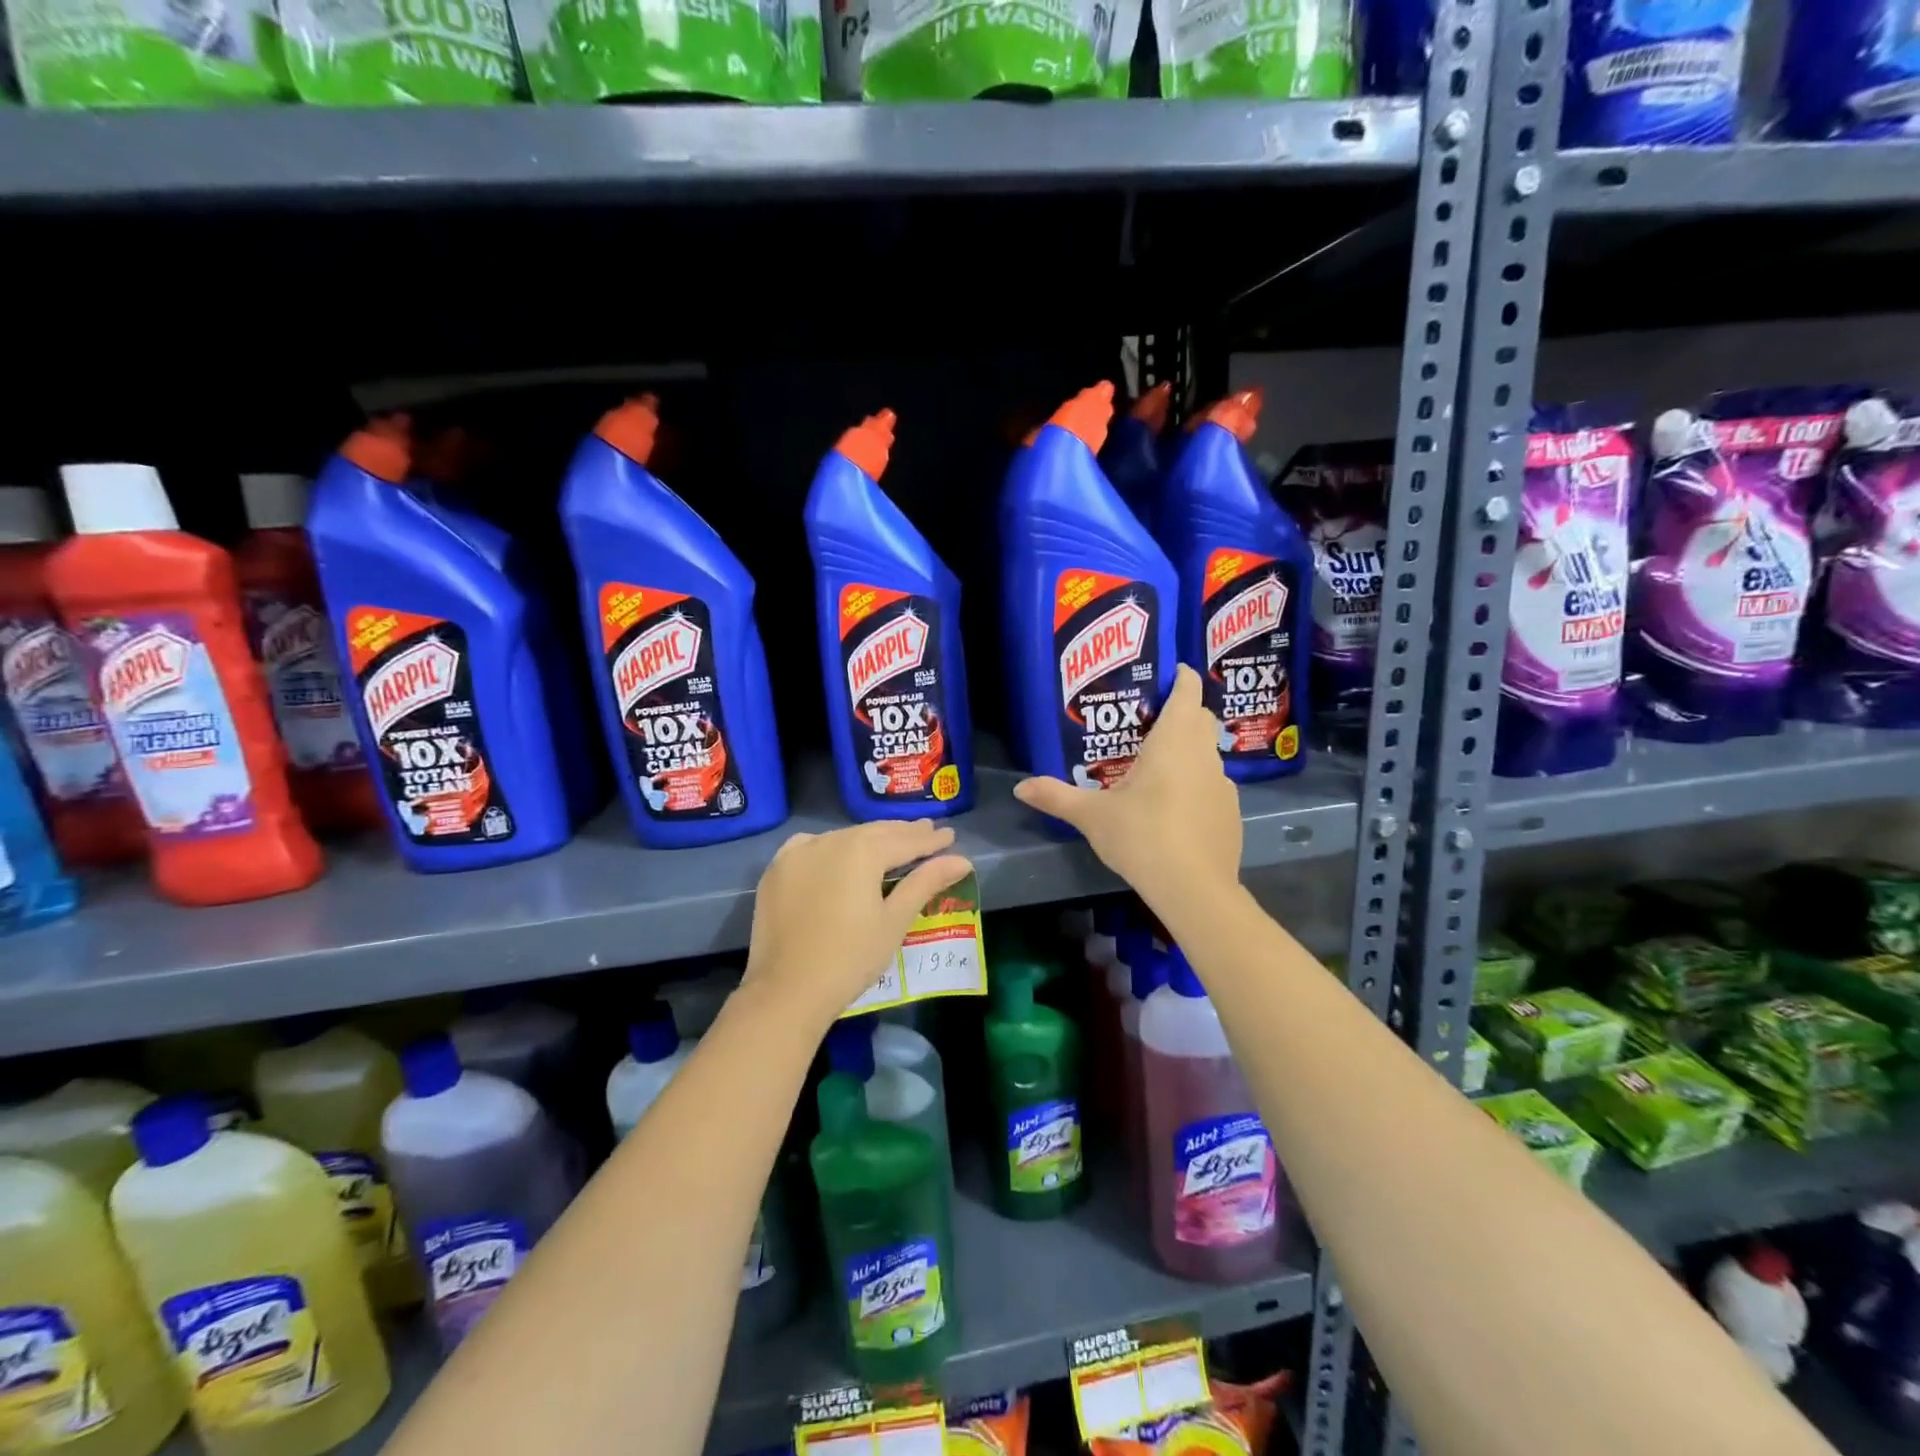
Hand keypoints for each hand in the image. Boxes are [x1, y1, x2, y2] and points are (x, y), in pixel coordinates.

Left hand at [742, 819, 972, 1027]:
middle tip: (927, 831)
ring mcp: (798, 852)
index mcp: (862, 850)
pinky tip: (838, 851)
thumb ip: (925, 883)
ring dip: (869, 838)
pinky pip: (811, 847)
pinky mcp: (777, 870)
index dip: (930, 840)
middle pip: (875, 833)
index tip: (950, 835)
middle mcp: (830, 840)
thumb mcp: (894, 920)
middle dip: (903, 833)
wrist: (787, 990)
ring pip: (844, 837)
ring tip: (891, 840)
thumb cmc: (851, 958)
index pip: (906, 841)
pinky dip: (832, 846)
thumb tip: (962, 860)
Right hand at [1013, 665, 1241, 911]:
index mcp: (1173, 742)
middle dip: (1182, 713)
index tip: (1170, 673)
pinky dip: (1196, 785)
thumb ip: (1056, 797)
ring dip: (1188, 752)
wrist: (1194, 888)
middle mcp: (1204, 755)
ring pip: (1207, 754)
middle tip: (1149, 723)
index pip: (1188, 691)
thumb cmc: (1142, 836)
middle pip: (1200, 719)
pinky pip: (1212, 786)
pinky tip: (1174, 809)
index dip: (1182, 677)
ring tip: (1156, 768)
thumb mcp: (1092, 816)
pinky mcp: (1230, 813)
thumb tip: (1020, 786)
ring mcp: (1223, 785)